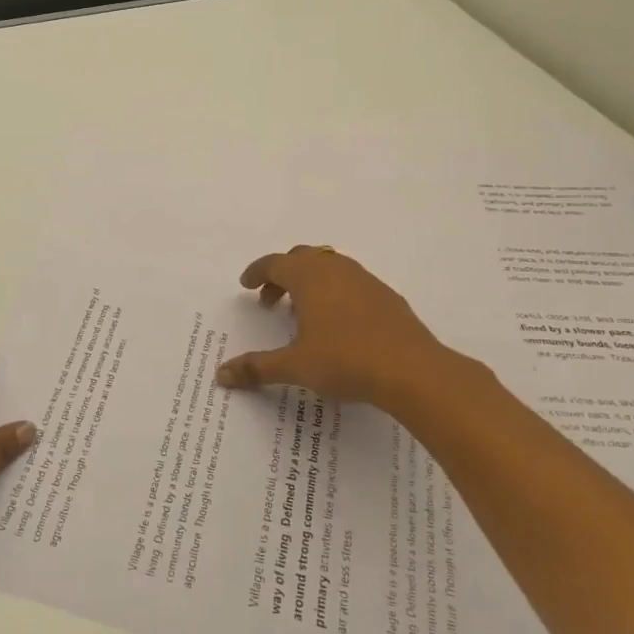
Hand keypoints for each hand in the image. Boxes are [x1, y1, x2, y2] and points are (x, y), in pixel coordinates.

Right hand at [214, 246, 483, 411]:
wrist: (413, 370)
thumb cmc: (346, 361)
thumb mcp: (295, 367)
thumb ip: (257, 368)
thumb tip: (221, 374)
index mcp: (309, 277)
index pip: (275, 263)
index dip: (258, 272)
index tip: (246, 284)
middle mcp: (336, 269)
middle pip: (302, 258)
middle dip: (282, 275)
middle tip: (270, 301)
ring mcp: (365, 280)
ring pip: (330, 267)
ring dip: (310, 282)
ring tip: (302, 312)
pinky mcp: (387, 296)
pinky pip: (352, 282)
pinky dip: (335, 292)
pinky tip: (338, 323)